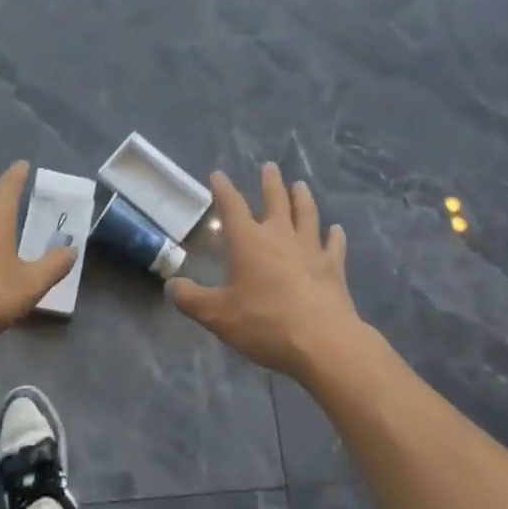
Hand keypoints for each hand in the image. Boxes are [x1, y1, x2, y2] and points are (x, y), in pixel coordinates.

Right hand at [167, 164, 362, 379]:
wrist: (322, 342)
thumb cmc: (265, 323)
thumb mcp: (219, 316)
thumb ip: (192, 300)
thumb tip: (170, 286)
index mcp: (248, 241)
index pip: (232, 206)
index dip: (223, 189)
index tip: (218, 175)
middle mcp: (280, 236)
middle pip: (276, 200)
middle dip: (270, 182)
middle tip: (270, 167)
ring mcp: (310, 249)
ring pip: (306, 215)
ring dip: (302, 199)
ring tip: (300, 186)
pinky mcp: (333, 268)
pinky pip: (334, 245)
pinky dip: (335, 236)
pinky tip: (336, 230)